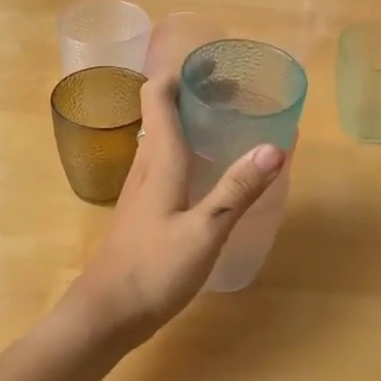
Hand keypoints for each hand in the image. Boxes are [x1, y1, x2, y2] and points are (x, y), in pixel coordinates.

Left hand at [63, 73, 283, 346]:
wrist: (104, 315)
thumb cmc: (153, 269)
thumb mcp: (205, 231)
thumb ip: (238, 189)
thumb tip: (276, 145)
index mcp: (159, 157)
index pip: (157, 93)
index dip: (181, 72)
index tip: (215, 65)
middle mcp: (147, 163)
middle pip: (163, 110)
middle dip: (196, 93)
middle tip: (237, 94)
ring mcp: (141, 187)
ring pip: (164, 135)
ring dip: (192, 120)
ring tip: (230, 123)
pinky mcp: (143, 208)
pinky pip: (166, 161)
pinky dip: (189, 149)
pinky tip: (211, 170)